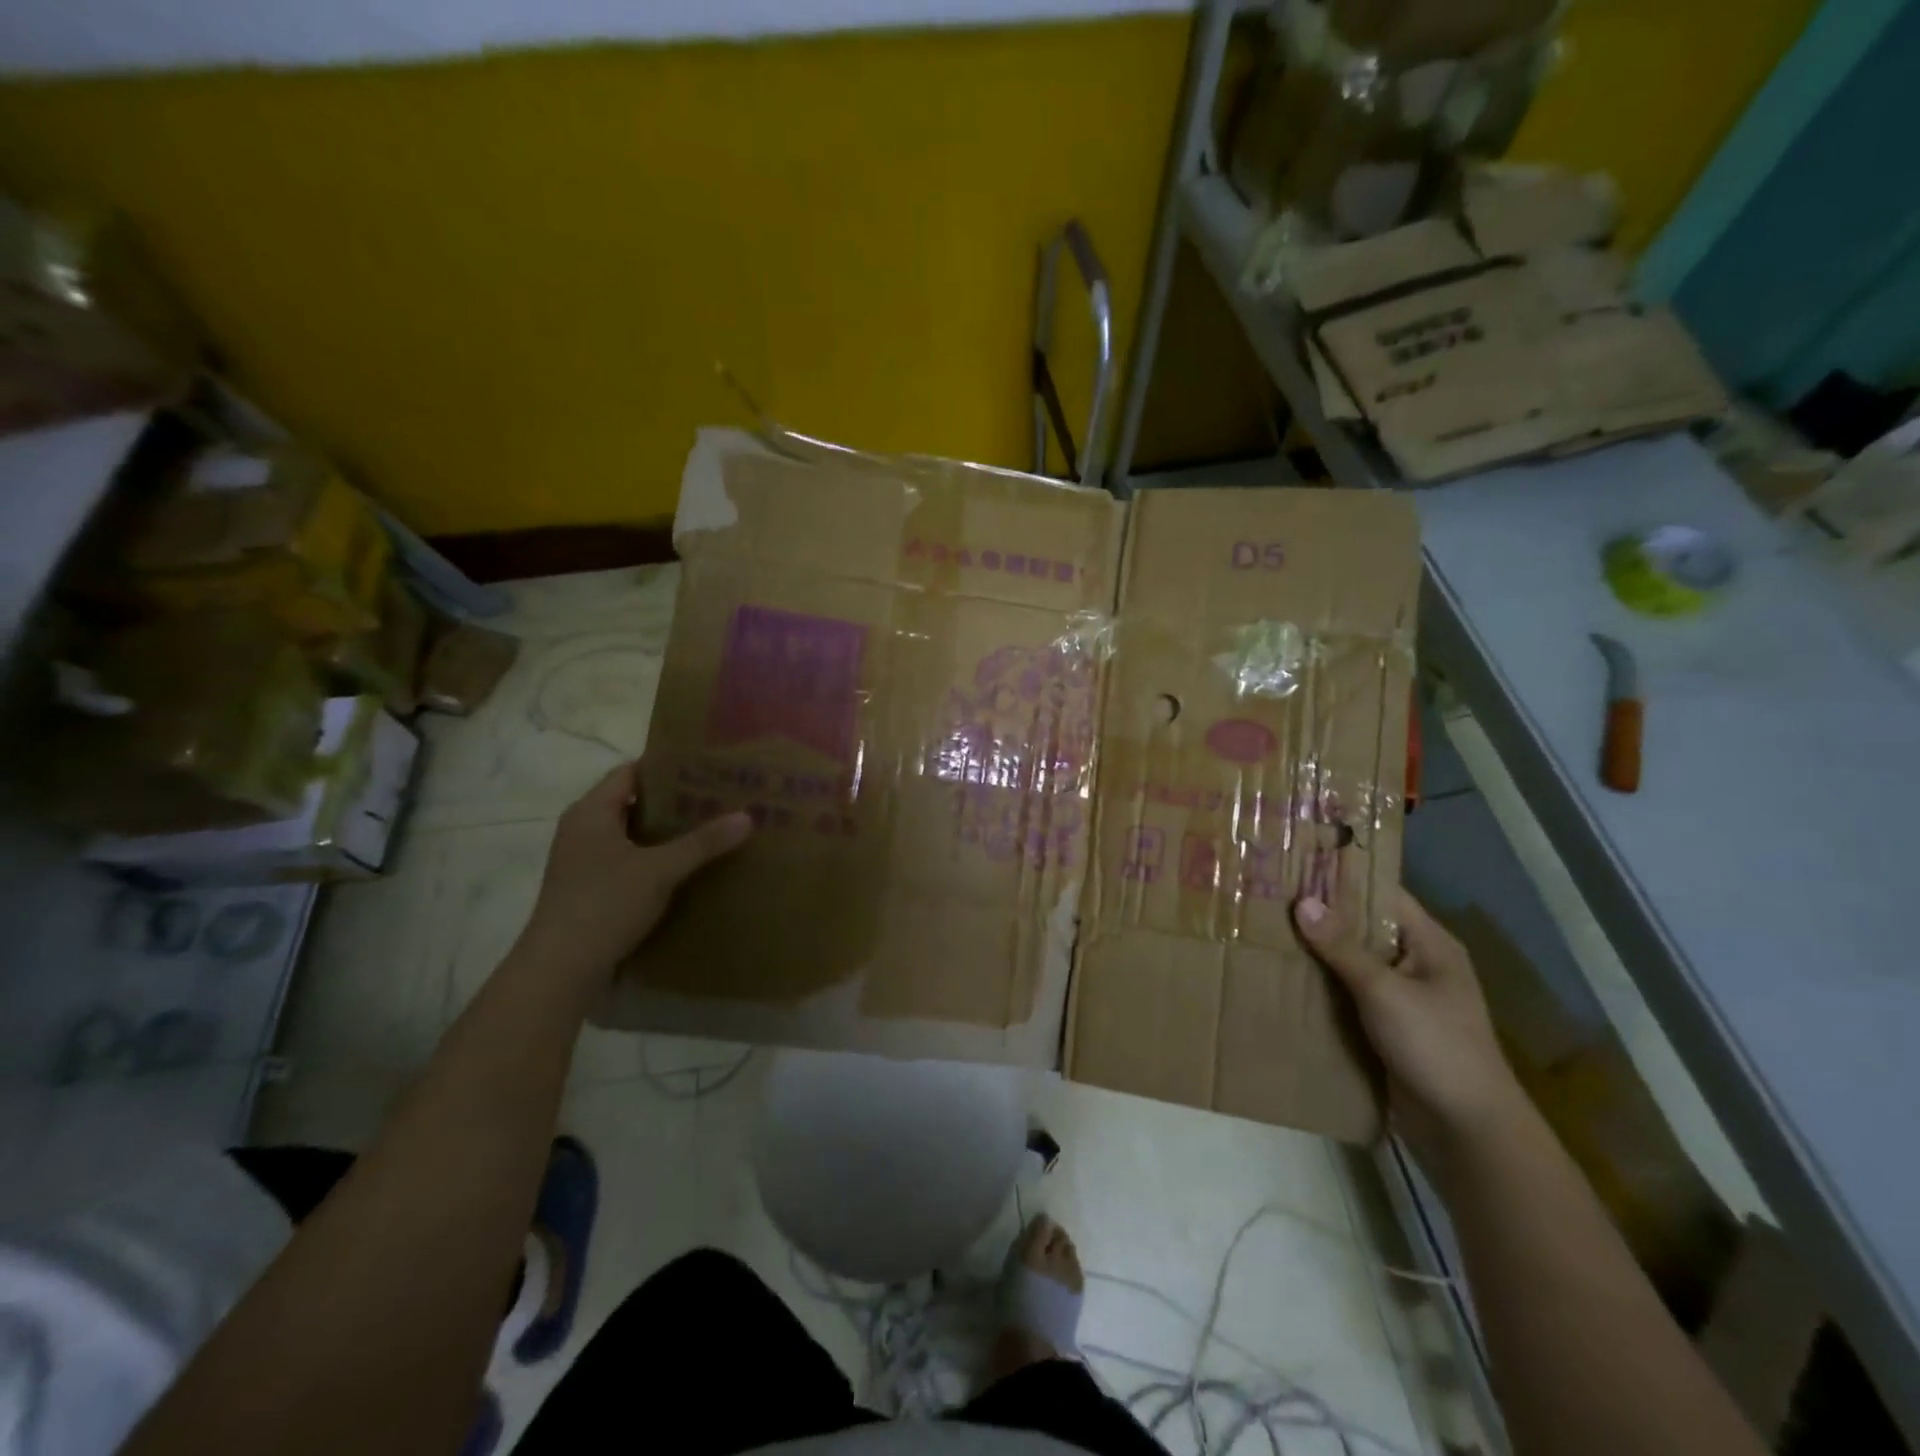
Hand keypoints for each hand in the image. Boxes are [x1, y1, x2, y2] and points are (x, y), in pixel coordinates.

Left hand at [516, 761, 751, 985]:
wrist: (559, 971)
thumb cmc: (604, 905)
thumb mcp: (660, 870)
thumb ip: (703, 842)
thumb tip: (747, 817)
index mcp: (591, 812)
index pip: (630, 772)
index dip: (665, 767)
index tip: (705, 766)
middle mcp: (583, 830)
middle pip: (632, 803)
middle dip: (673, 801)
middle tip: (717, 797)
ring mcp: (584, 862)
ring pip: (632, 835)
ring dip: (666, 833)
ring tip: (710, 829)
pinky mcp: (590, 890)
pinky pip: (629, 862)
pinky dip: (656, 859)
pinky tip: (687, 868)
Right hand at [1294, 888, 1529, 1168]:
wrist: (1466, 1130)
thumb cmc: (1435, 1046)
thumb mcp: (1385, 990)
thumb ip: (1342, 947)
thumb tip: (1302, 902)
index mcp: (1430, 944)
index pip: (1382, 894)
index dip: (1342, 879)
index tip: (1295, 865)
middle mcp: (1416, 963)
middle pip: (1362, 928)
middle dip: (1320, 916)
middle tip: (1268, 897)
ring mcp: (1401, 997)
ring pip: (1350, 963)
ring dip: (1316, 953)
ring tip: (1264, 931)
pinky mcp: (1385, 1027)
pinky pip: (1346, 994)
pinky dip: (1320, 986)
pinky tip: (1282, 977)